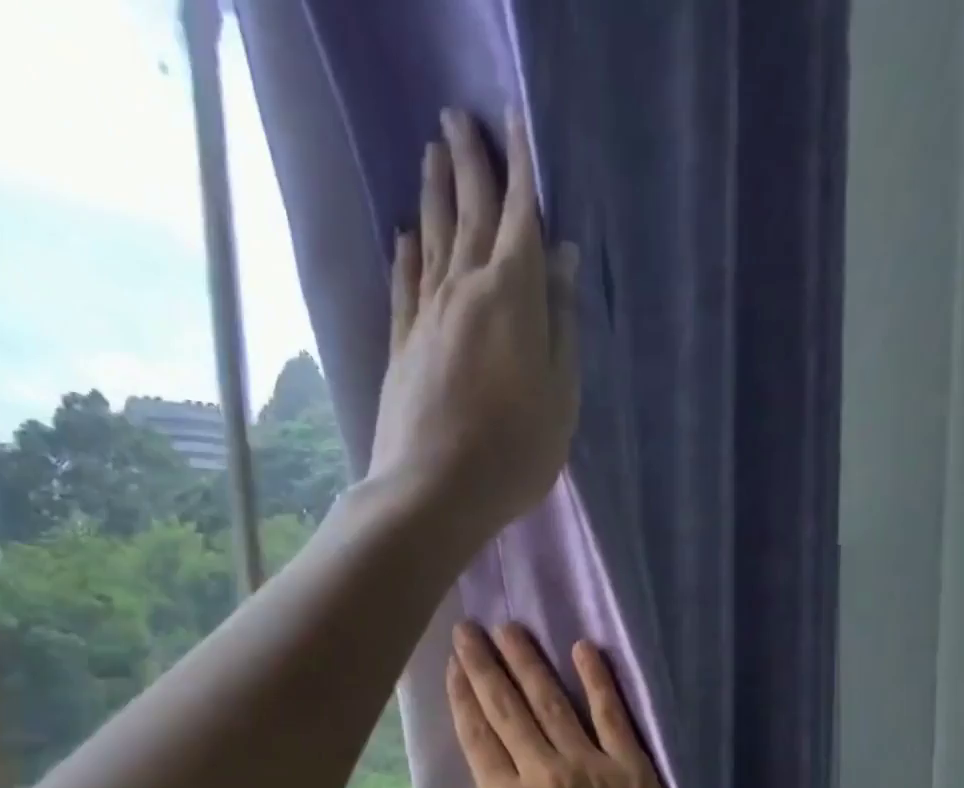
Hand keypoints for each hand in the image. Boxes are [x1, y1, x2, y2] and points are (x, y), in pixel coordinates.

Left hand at [370, 109, 579, 538]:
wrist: (433, 492)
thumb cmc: (513, 453)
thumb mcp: (561, 397)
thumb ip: (562, 325)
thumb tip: (561, 260)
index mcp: (514, 296)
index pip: (520, 215)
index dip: (520, 167)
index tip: (512, 121)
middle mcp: (465, 290)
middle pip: (469, 213)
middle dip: (469, 162)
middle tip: (459, 118)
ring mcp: (427, 317)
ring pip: (431, 239)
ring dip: (433, 194)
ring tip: (432, 154)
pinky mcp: (401, 347)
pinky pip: (404, 286)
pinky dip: (405, 255)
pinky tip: (403, 236)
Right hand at [446, 622, 702, 787]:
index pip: (478, 738)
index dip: (462, 697)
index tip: (454, 664)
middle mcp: (542, 772)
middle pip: (506, 709)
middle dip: (484, 666)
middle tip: (468, 629)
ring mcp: (589, 763)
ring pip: (550, 701)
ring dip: (527, 661)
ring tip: (510, 628)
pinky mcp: (630, 764)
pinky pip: (610, 714)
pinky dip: (597, 679)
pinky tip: (582, 648)